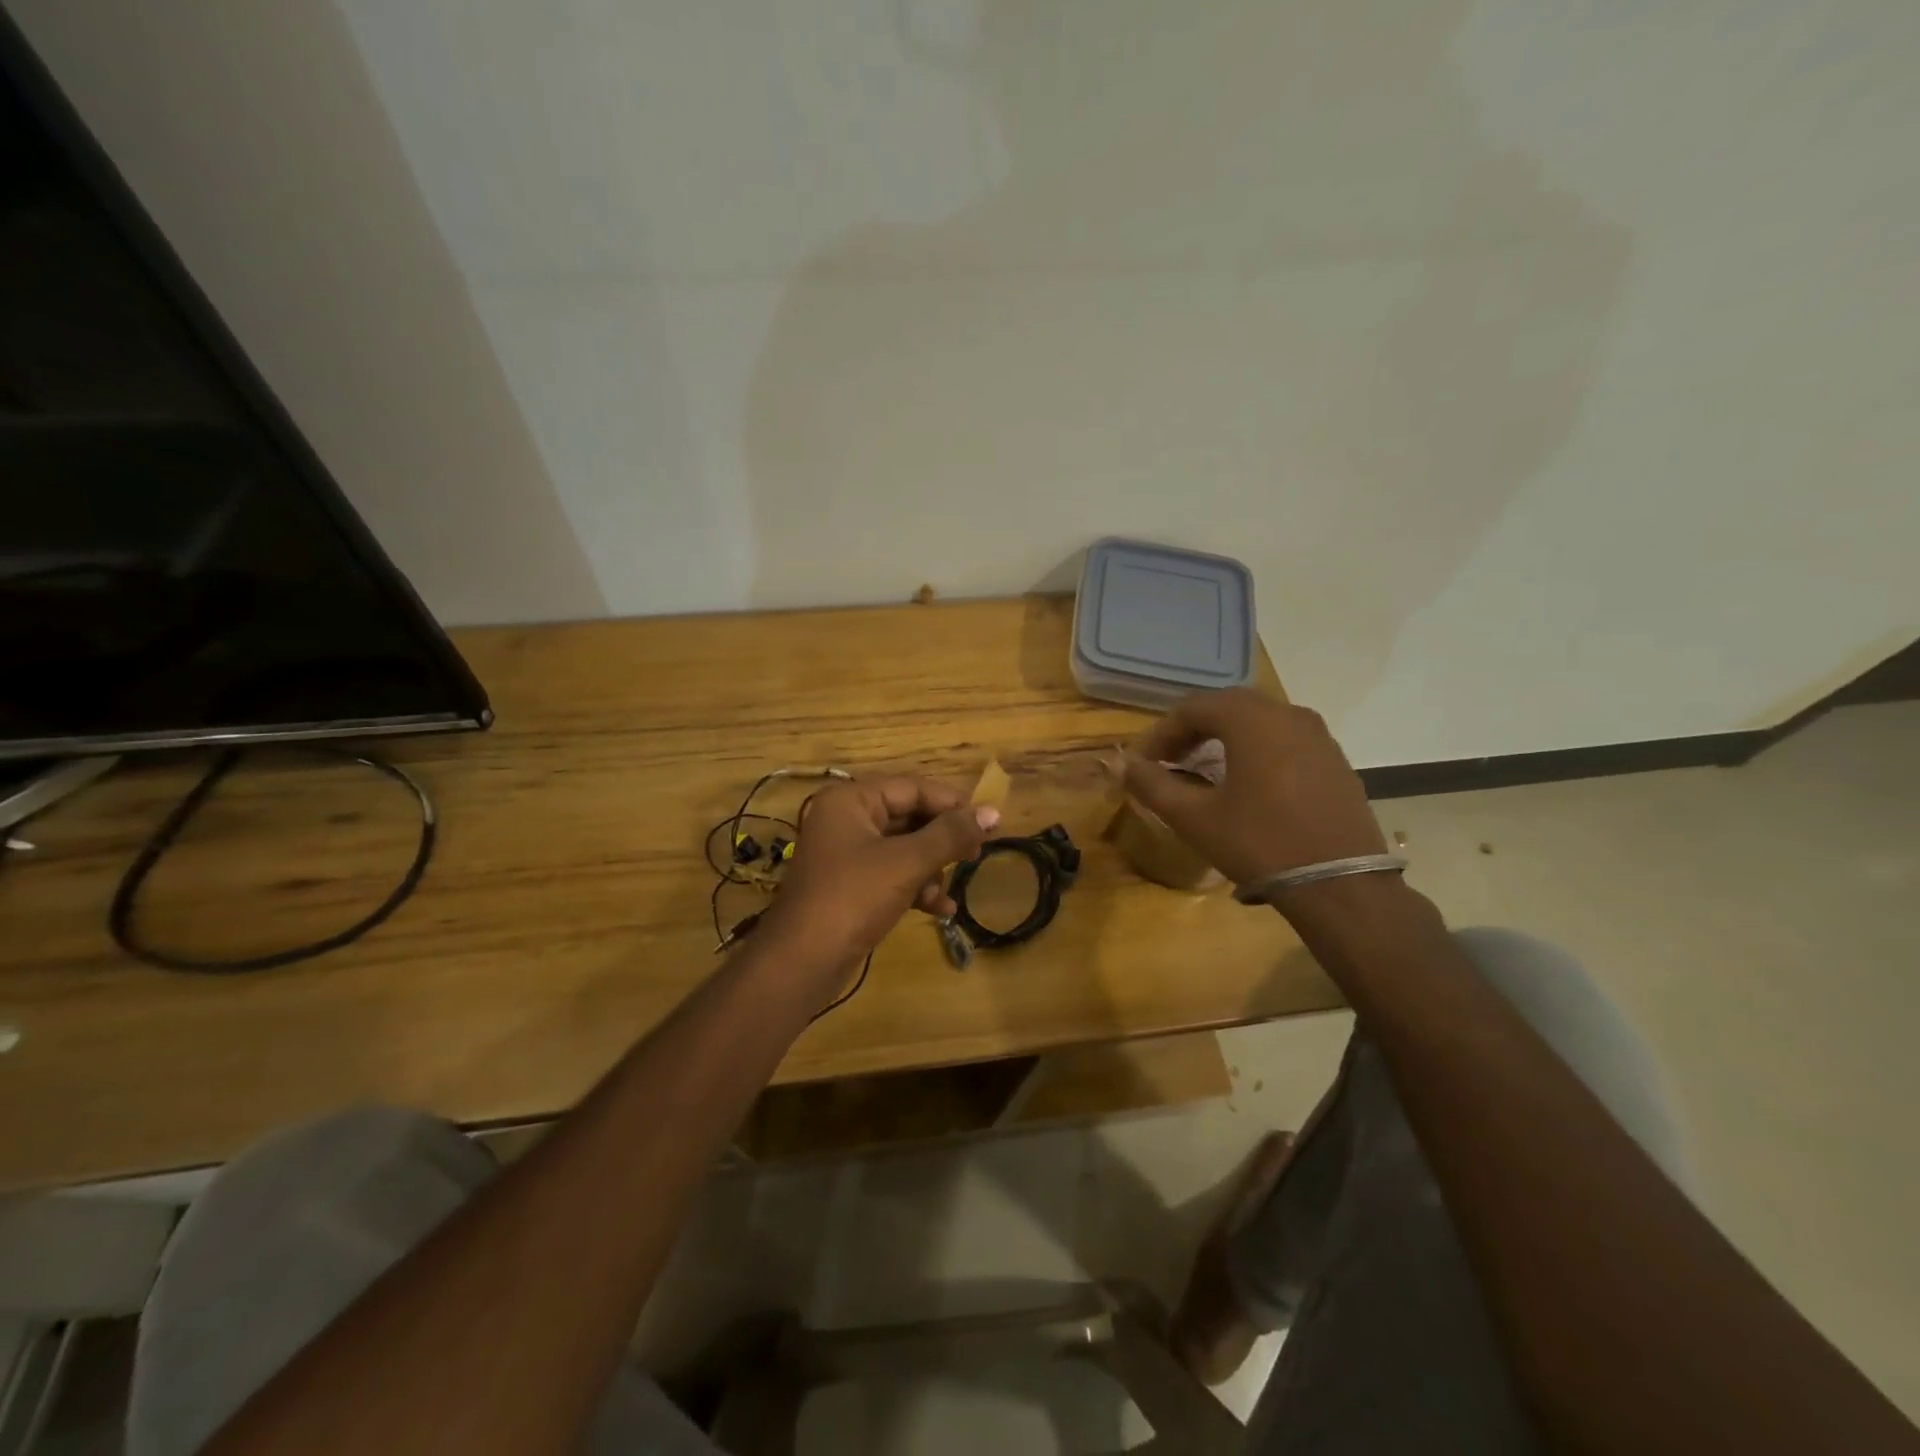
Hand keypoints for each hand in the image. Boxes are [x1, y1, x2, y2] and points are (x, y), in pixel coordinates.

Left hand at [761, 776, 999, 972]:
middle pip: (908, 817)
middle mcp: (846, 819)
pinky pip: (891, 874)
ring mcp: (845, 854)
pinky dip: (916, 887)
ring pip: (903, 848)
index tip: (990, 823)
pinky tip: (941, 909)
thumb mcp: (907, 862)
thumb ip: (951, 835)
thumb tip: (993, 813)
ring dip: (931, 868)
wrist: (801, 963)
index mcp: (851, 800)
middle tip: (977, 853)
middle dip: (942, 839)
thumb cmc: (853, 898)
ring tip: (951, 888)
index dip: (953, 804)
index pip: (912, 788)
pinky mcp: (850, 886)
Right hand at [1120, 690, 1385, 887]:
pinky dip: (1257, 748)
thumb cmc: (1259, 844)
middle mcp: (1287, 714)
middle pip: (1227, 706)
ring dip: (1225, 737)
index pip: (1193, 708)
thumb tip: (1122, 764)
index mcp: (1251, 720)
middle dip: (1193, 730)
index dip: (1162, 733)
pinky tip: (1249, 782)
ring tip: (1206, 770)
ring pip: (1259, 720)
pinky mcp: (1335, 759)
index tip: (1145, 763)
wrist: (1340, 886)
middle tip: (1171, 761)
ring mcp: (1318, 735)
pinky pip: (1286, 738)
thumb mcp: (1195, 818)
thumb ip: (1153, 785)